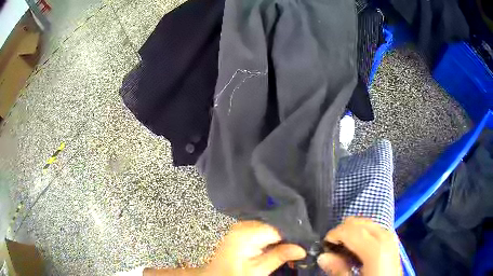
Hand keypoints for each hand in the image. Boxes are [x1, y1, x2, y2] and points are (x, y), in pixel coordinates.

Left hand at [205, 220, 305, 274]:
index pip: (278, 227)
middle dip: (288, 235)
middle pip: (274, 224)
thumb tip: (302, 249)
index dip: (293, 235)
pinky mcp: (241, 230)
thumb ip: (279, 256)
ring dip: (280, 237)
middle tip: (300, 247)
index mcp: (246, 234)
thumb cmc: (235, 275)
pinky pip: (262, 229)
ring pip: (270, 226)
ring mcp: (241, 226)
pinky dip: (272, 237)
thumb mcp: (258, 270)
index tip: (305, 243)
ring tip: (291, 247)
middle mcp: (243, 225)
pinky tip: (277, 246)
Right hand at [317, 217, 401, 275]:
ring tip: (343, 246)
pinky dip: (364, 234)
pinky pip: (377, 230)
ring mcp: (392, 239)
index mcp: (376, 250)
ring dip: (354, 231)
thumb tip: (323, 256)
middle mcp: (386, 238)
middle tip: (332, 245)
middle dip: (344, 230)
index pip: (352, 230)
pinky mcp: (393, 244)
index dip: (335, 233)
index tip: (323, 243)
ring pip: (370, 224)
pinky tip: (358, 247)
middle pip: (362, 223)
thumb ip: (339, 270)